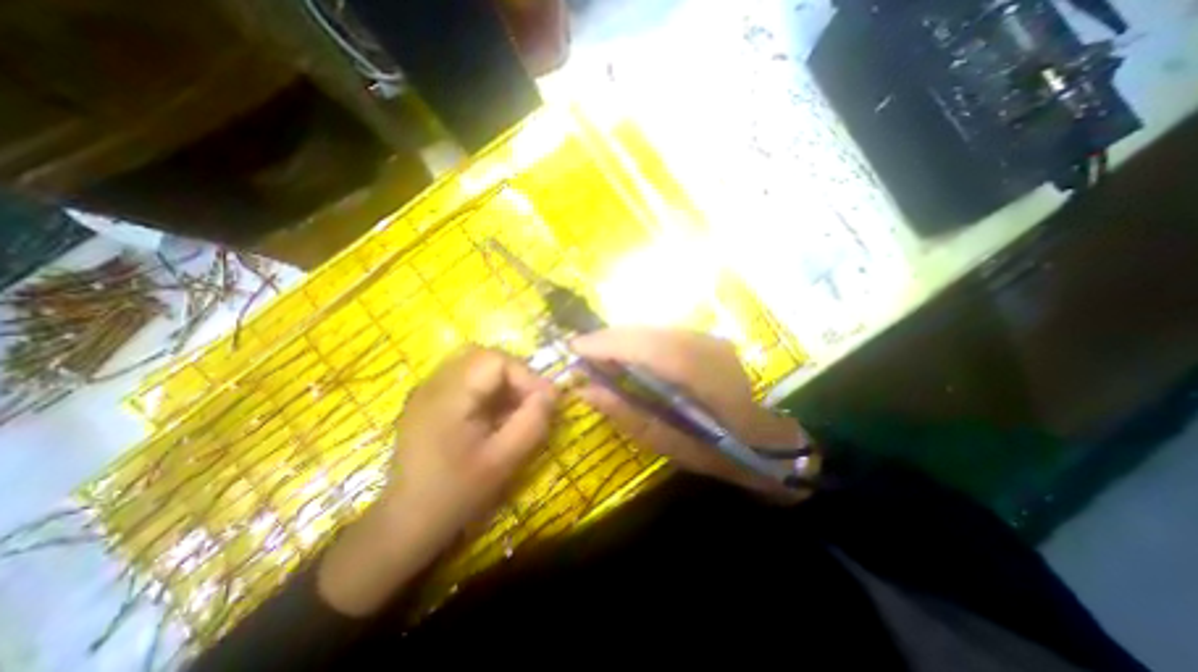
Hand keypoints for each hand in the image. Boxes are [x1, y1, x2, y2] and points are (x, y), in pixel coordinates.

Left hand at [384, 346, 562, 551]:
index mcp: (448, 397)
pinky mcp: (430, 399)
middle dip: (515, 374)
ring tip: (515, 406)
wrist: (406, 522)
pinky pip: (466, 377)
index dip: (525, 376)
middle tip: (530, 400)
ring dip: (503, 379)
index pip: (495, 360)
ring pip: (475, 363)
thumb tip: (552, 393)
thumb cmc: (456, 494)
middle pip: (484, 355)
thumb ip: (532, 423)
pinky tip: (494, 413)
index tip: (544, 401)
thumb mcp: (503, 462)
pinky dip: (488, 387)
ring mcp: (428, 390)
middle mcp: (434, 384)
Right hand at [567, 327, 804, 495]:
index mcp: (702, 377)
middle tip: (579, 351)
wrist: (761, 437)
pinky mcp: (705, 338)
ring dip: (620, 338)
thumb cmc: (715, 449)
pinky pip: (661, 333)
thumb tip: (586, 390)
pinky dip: (636, 340)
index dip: (608, 343)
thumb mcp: (666, 443)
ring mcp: (708, 338)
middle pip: (647, 332)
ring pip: (652, 329)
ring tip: (595, 354)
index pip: (648, 348)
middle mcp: (706, 347)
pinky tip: (623, 354)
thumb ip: (626, 414)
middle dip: (608, 338)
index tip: (574, 348)